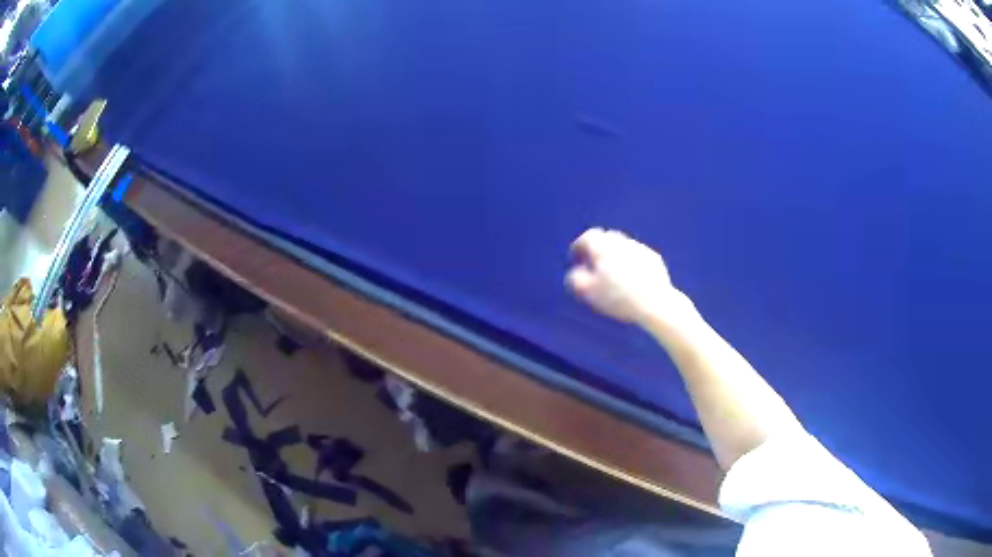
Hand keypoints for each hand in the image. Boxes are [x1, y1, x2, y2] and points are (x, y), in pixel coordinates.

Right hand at [566, 228, 686, 326]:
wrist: (653, 303)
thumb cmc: (618, 298)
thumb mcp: (589, 292)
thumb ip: (576, 279)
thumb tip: (574, 273)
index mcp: (603, 248)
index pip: (587, 238)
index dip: (579, 246)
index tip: (576, 257)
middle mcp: (621, 243)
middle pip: (606, 237)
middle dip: (598, 248)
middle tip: (593, 263)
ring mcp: (639, 249)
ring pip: (623, 245)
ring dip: (615, 254)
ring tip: (613, 272)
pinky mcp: (653, 258)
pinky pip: (638, 255)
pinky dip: (631, 261)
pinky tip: (631, 277)